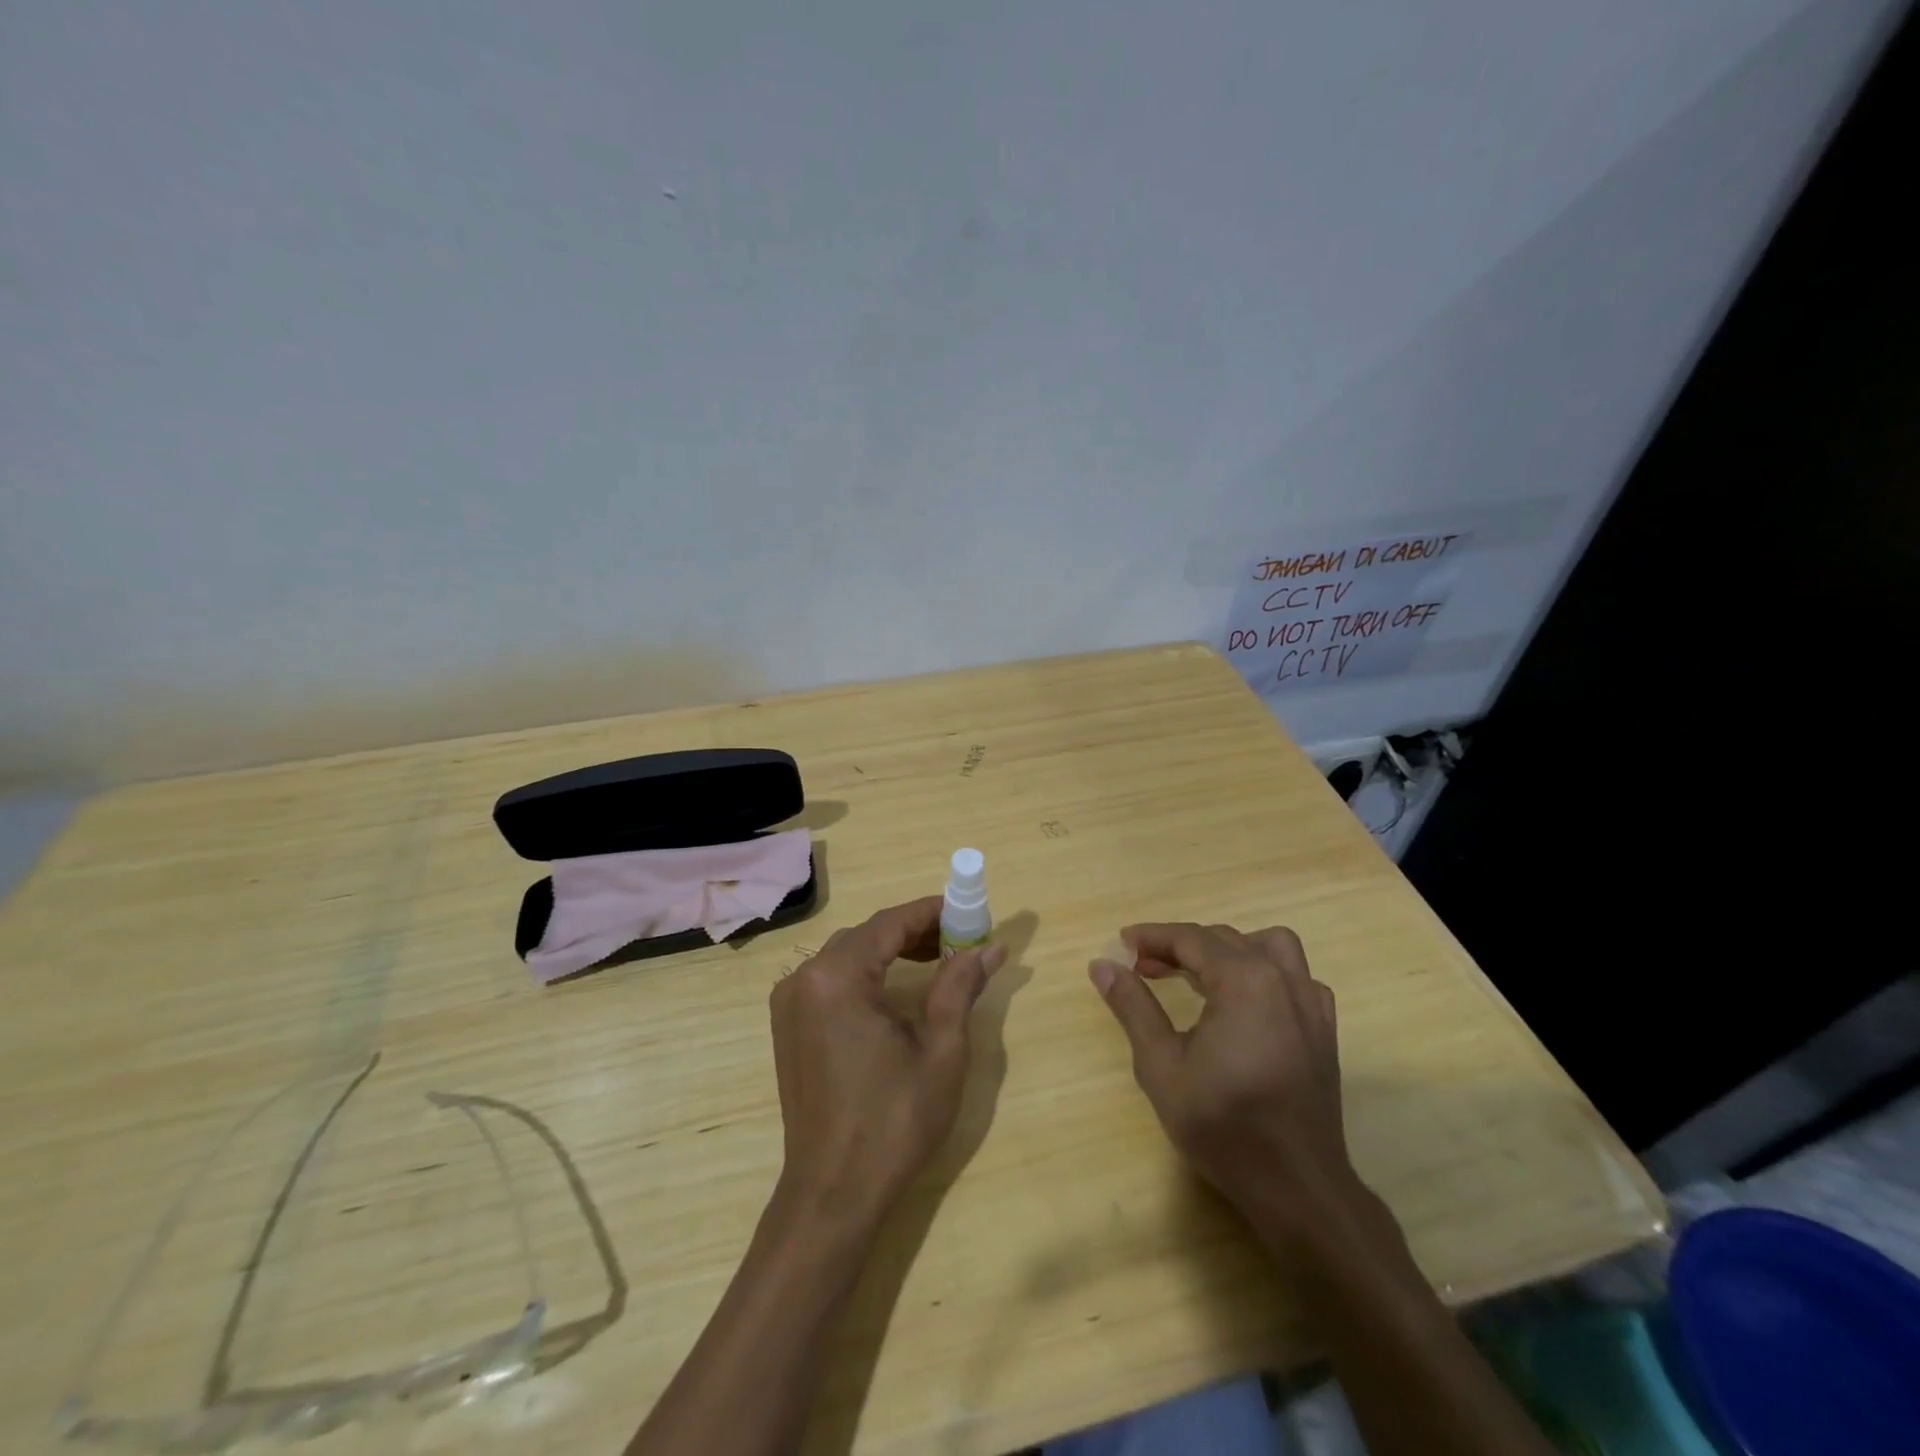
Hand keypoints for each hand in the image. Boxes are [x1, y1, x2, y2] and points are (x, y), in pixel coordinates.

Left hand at [770, 897, 1006, 1227]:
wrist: (833, 1192)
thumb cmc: (894, 1120)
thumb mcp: (941, 1050)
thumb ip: (960, 986)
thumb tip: (991, 946)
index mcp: (837, 977)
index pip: (890, 922)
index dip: (932, 911)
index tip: (969, 911)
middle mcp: (804, 977)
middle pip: (867, 934)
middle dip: (914, 931)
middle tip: (959, 940)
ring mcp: (789, 1002)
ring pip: (848, 954)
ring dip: (891, 950)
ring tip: (937, 960)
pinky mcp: (788, 1024)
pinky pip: (831, 978)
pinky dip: (866, 973)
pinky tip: (896, 989)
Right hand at [1089, 922, 1359, 1233]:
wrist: (1296, 1186)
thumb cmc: (1223, 1125)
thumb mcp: (1161, 1066)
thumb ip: (1133, 1007)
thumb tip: (1102, 965)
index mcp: (1244, 981)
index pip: (1191, 938)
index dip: (1152, 936)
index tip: (1122, 944)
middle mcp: (1282, 979)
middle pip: (1225, 939)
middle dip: (1181, 945)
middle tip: (1144, 966)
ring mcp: (1310, 1003)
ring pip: (1270, 946)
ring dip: (1230, 949)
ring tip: (1200, 973)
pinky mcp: (1324, 1028)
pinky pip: (1296, 977)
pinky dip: (1267, 972)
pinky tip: (1246, 1002)